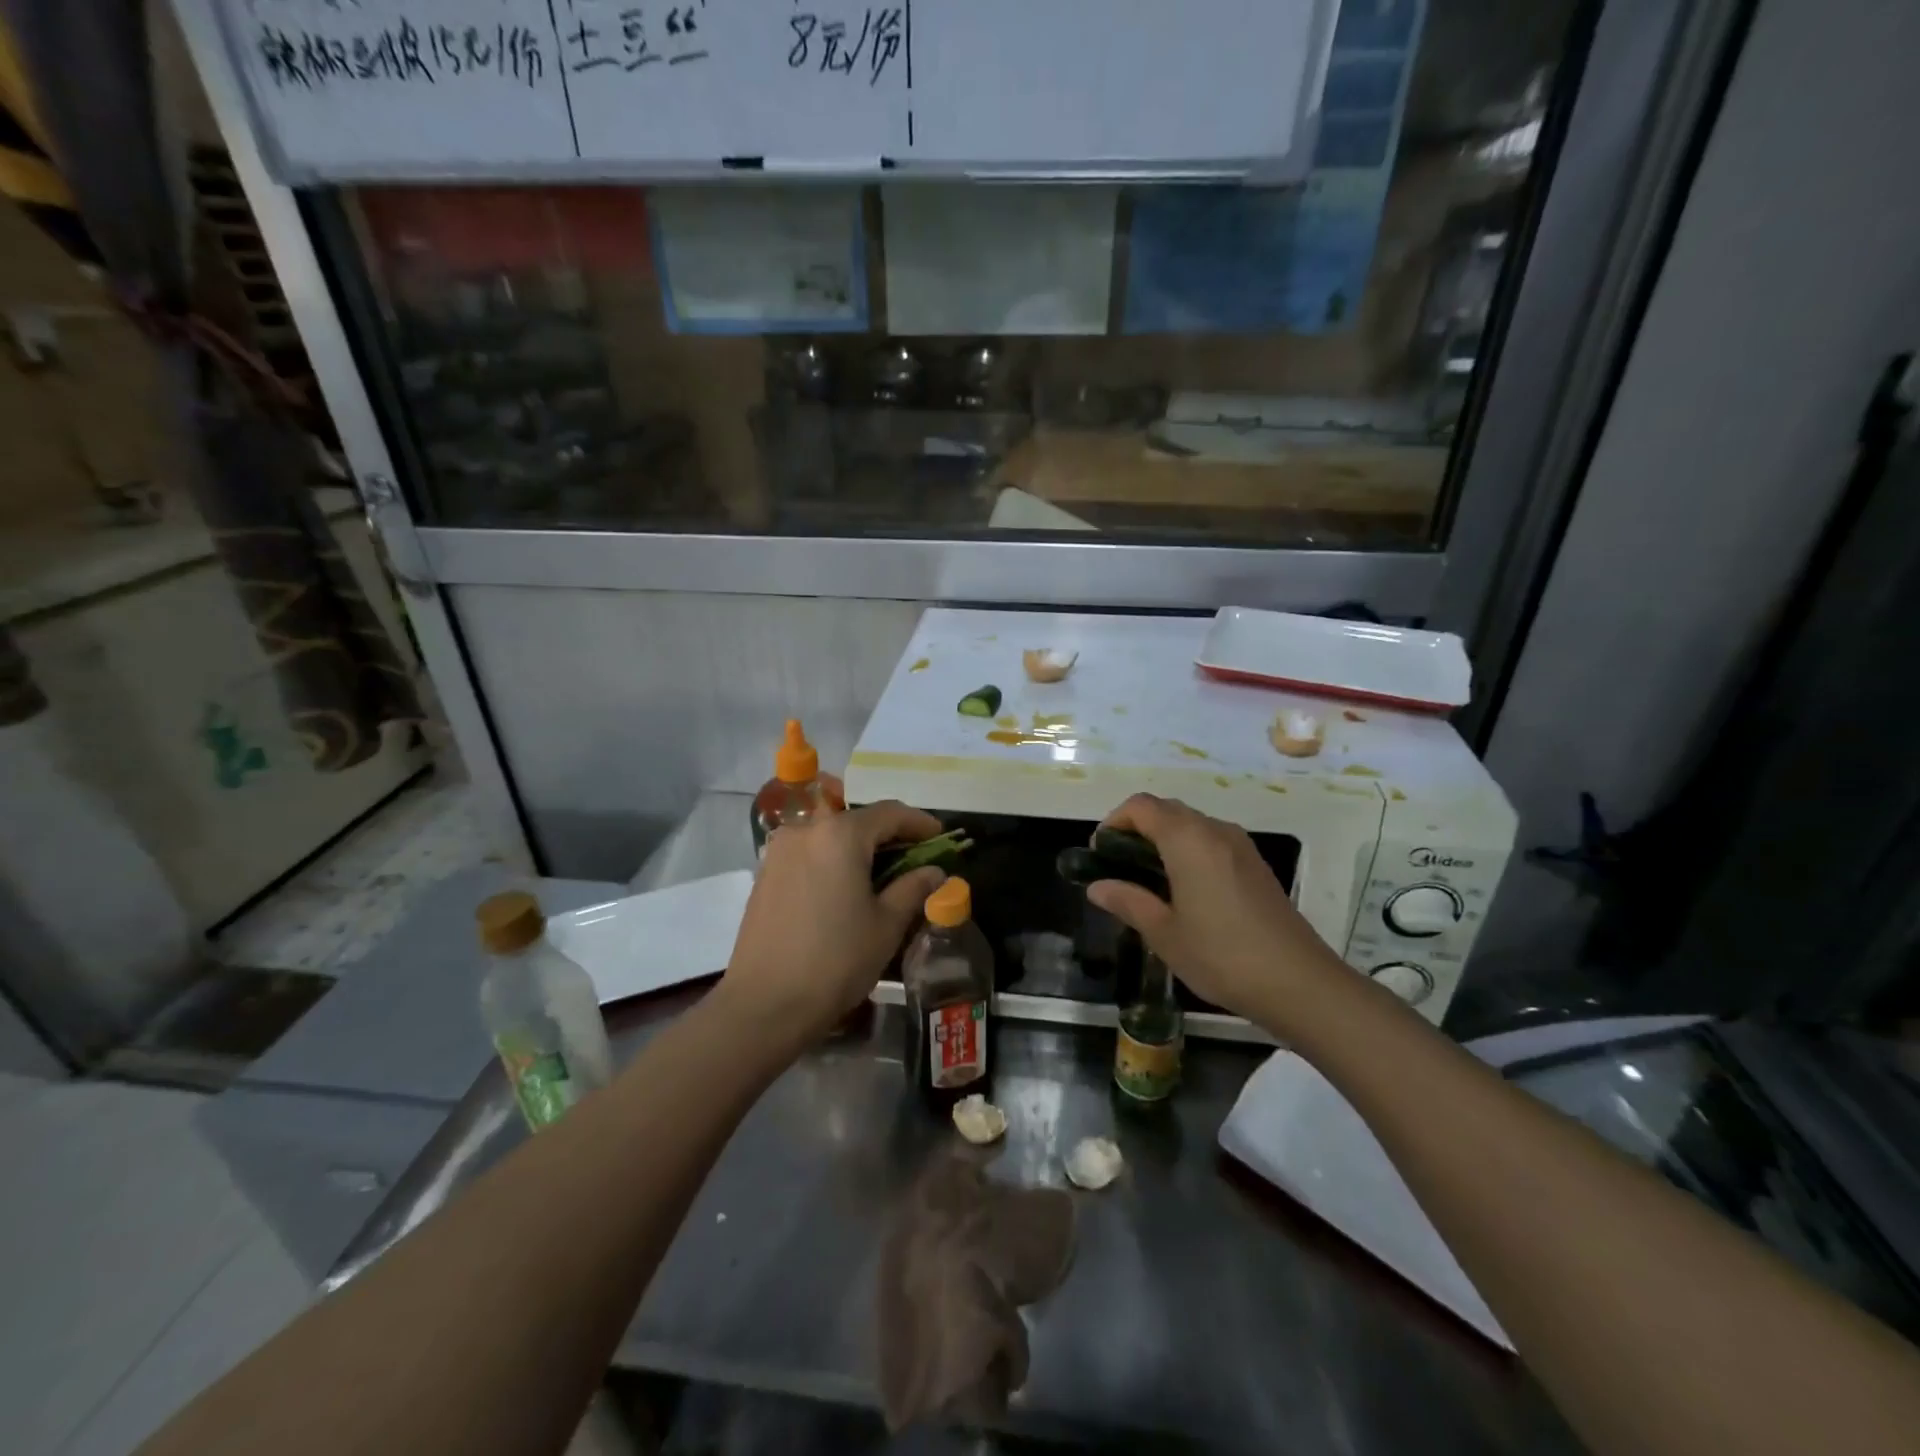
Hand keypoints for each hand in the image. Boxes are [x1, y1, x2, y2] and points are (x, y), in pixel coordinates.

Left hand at [718, 801, 945, 1052]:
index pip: (889, 813)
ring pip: (830, 835)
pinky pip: (809, 852)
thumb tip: (934, 872)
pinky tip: (847, 886)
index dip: (920, 823)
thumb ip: (913, 888)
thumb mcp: (887, 925)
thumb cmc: (836, 960)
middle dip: (889, 834)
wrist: (765, 1004)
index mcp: (840, 834)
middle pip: (857, 820)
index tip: (941, 837)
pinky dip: (833, 859)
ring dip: (859, 847)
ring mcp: (780, 850)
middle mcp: (805, 830)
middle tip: (915, 856)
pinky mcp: (765, 873)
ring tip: (882, 873)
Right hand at [1086, 794, 1349, 1032]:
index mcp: (1188, 839)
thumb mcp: (1164, 933)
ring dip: (1163, 840)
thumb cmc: (1221, 955)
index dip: (1114, 822)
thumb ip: (1128, 901)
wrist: (1299, 983)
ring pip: (1191, 825)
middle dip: (1136, 829)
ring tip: (1147, 881)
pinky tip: (1184, 891)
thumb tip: (1097, 886)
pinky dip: (1188, 851)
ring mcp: (1241, 846)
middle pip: (1166, 810)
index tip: (1100, 854)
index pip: (1141, 806)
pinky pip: (1212, 842)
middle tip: (1118, 867)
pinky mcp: (1256, 865)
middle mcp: (1215, 830)